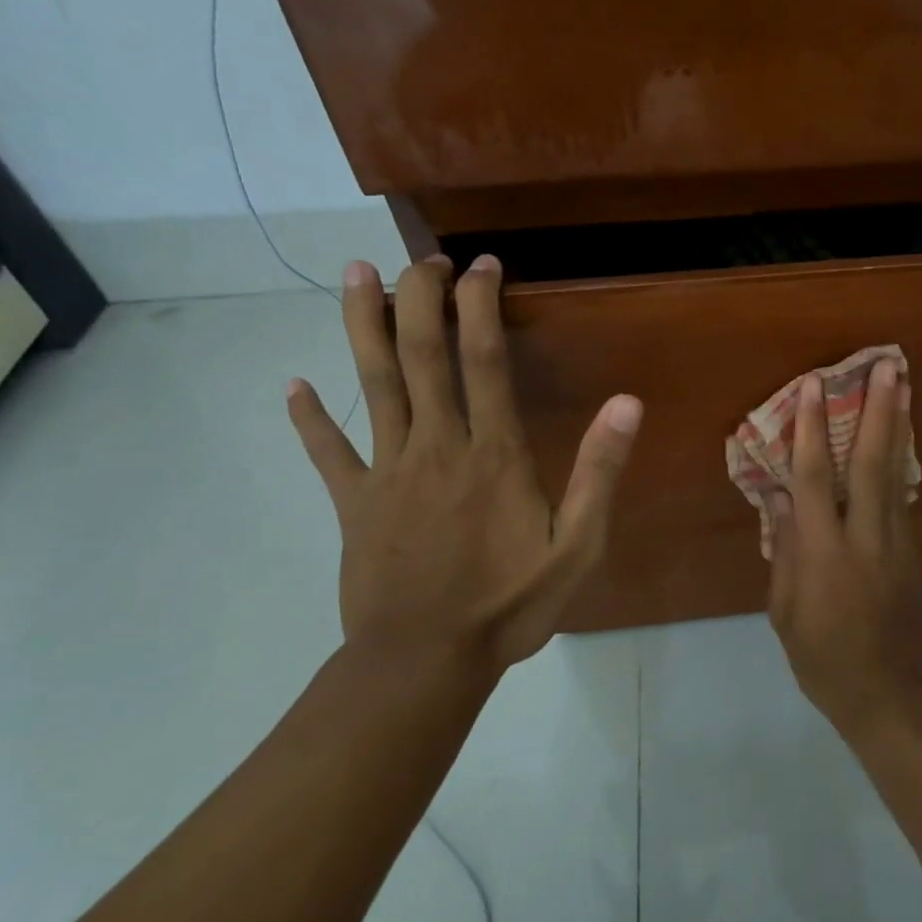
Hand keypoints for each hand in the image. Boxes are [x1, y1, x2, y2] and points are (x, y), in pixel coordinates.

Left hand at [287, 255, 642, 678]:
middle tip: (423, 259)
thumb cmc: (509, 604)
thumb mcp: (578, 545)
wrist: (425, 661)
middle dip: (420, 298)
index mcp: (492, 454)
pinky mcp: (353, 504)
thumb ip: (599, 472)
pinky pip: (329, 453)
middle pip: (420, 355)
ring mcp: (387, 473)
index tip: (481, 266)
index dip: (480, 305)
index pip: (483, 360)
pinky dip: (310, 419)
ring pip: (371, 384)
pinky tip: (294, 387)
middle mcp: (437, 447)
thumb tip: (627, 403)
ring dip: (362, 325)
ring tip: (356, 275)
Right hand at [768, 358, 921, 740]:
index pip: (814, 479)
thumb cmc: (822, 659)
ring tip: (903, 385)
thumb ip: (786, 551)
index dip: (810, 429)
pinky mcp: (912, 552)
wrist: (887, 694)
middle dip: (877, 411)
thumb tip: (780, 498)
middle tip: (887, 367)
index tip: (812, 386)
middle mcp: (865, 537)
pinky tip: (901, 437)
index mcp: (825, 554)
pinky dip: (900, 461)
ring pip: (895, 473)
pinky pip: (902, 496)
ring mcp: (896, 542)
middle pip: (871, 463)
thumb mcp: (786, 612)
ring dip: (898, 426)